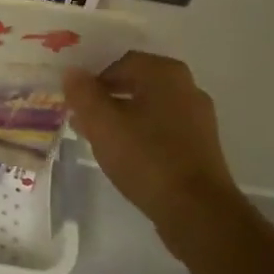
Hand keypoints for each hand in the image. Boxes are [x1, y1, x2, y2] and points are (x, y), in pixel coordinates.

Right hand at [62, 53, 241, 253]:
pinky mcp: (201, 146)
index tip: (75, 101)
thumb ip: (83, 94)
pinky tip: (125, 155)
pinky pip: (163, 129)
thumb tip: (71, 72)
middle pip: (137, 84)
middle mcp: (187, 87)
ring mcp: (198, 117)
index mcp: (165, 74)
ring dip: (122, 117)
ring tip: (98, 138)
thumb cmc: (146, 158)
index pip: (121, 63)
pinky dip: (141, 134)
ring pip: (149, 108)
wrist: (197, 211)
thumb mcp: (103, 124)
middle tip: (82, 118)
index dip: (93, 79)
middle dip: (106, 98)